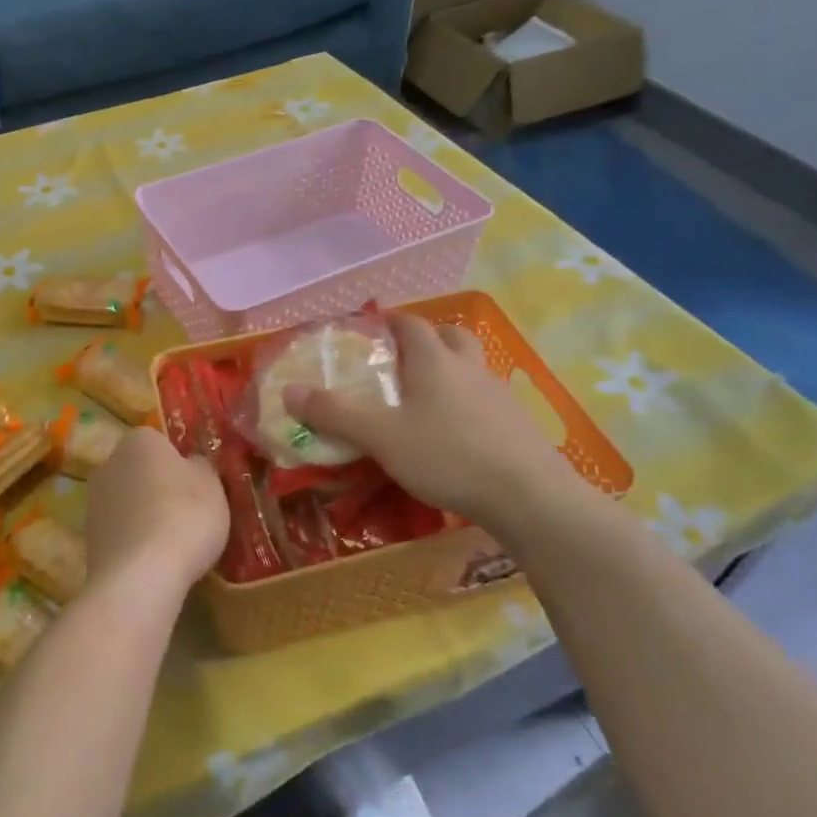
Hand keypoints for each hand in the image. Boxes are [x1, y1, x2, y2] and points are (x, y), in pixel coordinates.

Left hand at [82, 426, 229, 609]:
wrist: (140, 577)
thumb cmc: (184, 517)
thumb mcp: (212, 485)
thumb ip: (201, 466)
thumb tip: (192, 463)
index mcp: (139, 441)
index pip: (161, 440)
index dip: (181, 461)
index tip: (198, 485)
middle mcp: (109, 463)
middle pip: (140, 469)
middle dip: (160, 486)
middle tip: (188, 512)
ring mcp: (93, 500)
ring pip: (128, 501)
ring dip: (145, 514)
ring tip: (173, 542)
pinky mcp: (88, 537)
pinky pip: (120, 530)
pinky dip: (135, 540)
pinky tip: (154, 560)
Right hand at [283, 313, 584, 532]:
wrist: (528, 497)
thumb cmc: (446, 455)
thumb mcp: (380, 436)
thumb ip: (334, 413)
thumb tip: (288, 391)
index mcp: (434, 360)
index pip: (411, 323)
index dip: (390, 319)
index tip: (371, 326)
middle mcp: (469, 367)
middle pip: (451, 335)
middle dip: (427, 337)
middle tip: (402, 356)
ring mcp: (499, 395)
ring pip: (472, 367)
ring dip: (450, 369)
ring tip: (426, 396)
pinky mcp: (518, 424)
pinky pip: (487, 399)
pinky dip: (468, 403)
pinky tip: (457, 432)